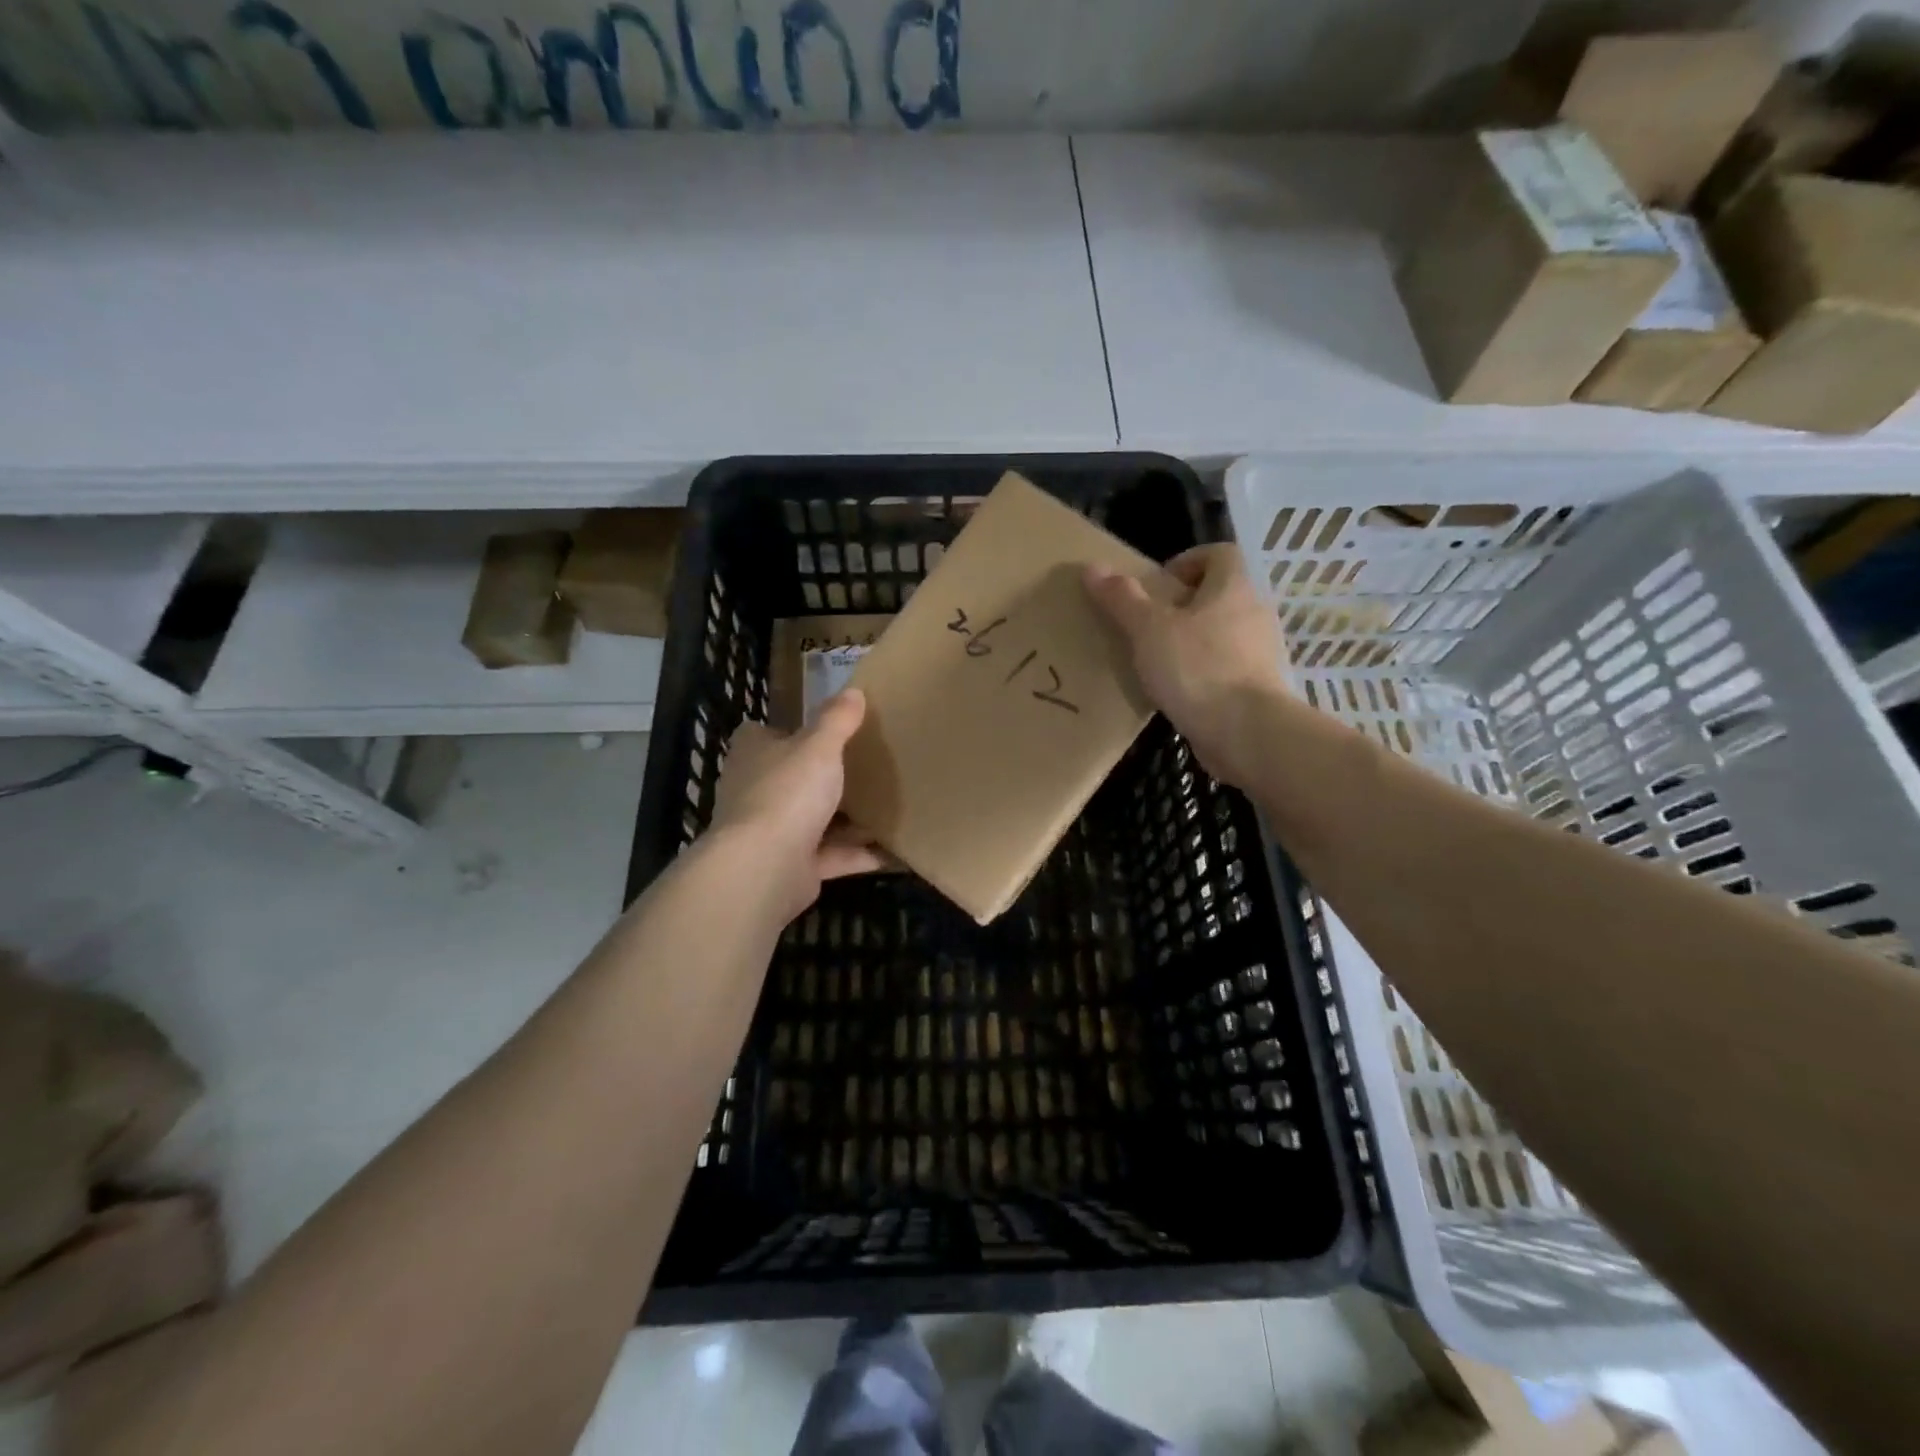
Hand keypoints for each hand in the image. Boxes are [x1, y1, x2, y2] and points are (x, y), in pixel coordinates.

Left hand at [707, 689, 884, 922]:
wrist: (765, 867)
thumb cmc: (787, 792)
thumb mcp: (819, 746)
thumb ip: (836, 720)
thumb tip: (853, 690)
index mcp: (754, 755)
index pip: (760, 735)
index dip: (786, 731)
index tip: (819, 730)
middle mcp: (756, 792)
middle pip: (790, 779)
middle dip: (821, 777)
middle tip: (864, 766)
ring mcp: (772, 833)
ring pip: (813, 820)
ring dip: (845, 819)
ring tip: (886, 806)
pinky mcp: (792, 867)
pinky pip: (832, 856)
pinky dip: (859, 854)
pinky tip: (893, 850)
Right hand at [1085, 545, 1290, 786]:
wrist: (1248, 733)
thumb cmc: (1198, 668)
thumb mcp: (1149, 630)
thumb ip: (1122, 599)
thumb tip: (1092, 567)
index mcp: (1234, 587)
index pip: (1220, 553)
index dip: (1188, 561)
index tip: (1158, 587)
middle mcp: (1255, 612)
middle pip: (1220, 594)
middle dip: (1184, 606)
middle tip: (1149, 626)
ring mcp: (1262, 651)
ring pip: (1224, 632)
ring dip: (1194, 641)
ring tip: (1159, 662)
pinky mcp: (1260, 687)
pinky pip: (1228, 667)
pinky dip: (1205, 672)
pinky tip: (1179, 692)